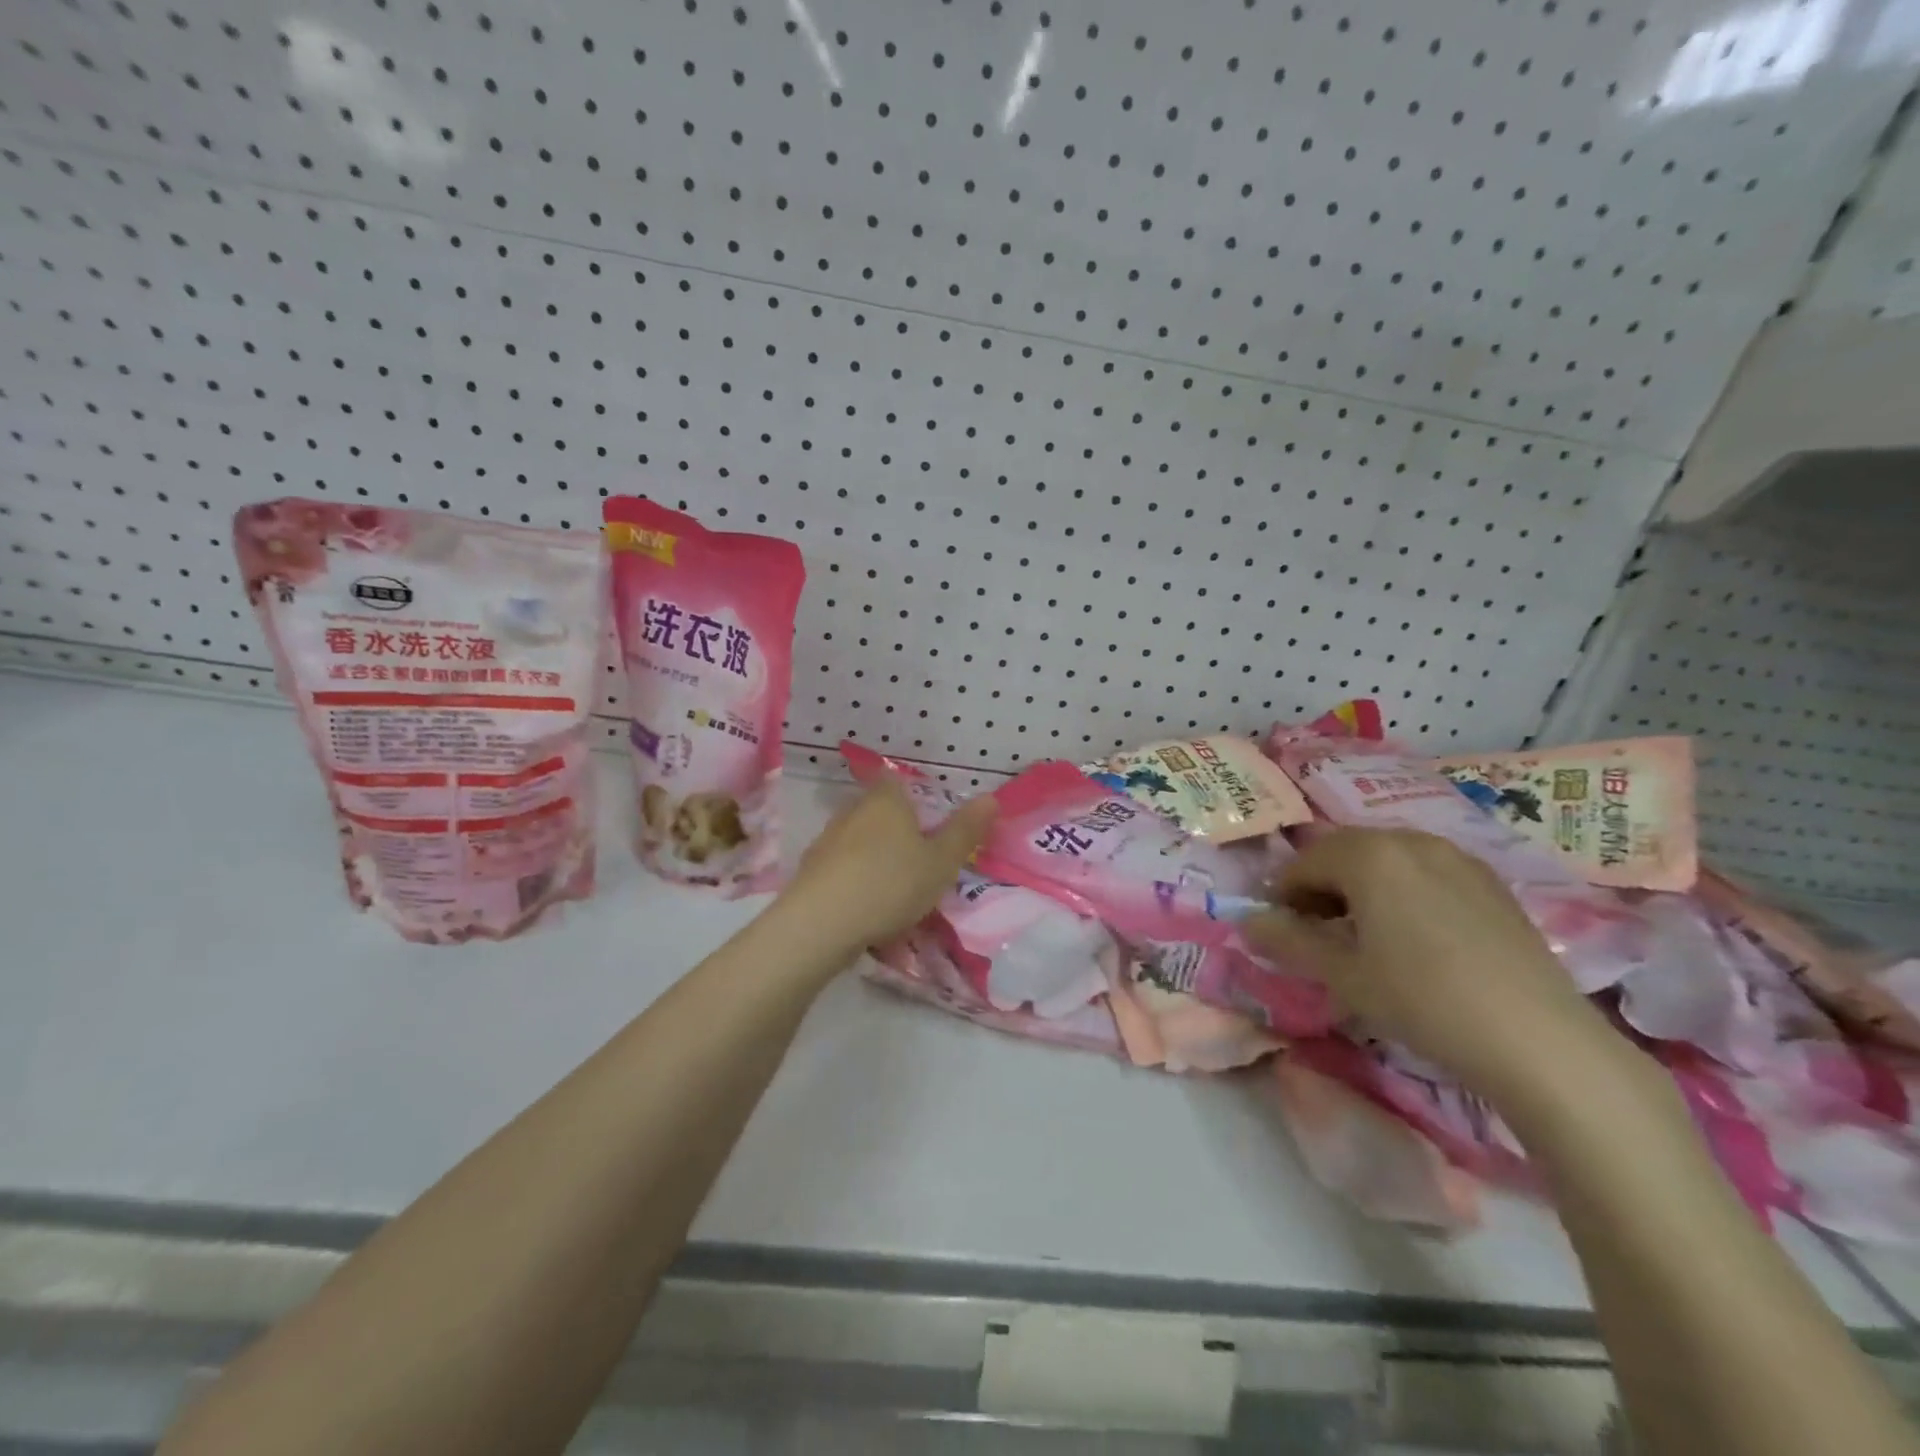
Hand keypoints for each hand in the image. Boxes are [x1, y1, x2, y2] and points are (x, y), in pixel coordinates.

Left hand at [777, 777, 996, 955]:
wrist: (821, 923)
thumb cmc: (891, 883)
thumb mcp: (941, 862)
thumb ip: (965, 831)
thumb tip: (991, 797)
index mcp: (886, 799)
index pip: (896, 779)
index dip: (912, 794)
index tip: (927, 818)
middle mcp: (853, 810)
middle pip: (877, 810)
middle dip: (896, 829)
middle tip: (919, 858)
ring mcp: (827, 839)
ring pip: (858, 840)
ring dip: (874, 856)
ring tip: (895, 888)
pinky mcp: (810, 870)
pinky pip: (842, 867)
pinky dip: (855, 879)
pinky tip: (866, 906)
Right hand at [1244, 828, 1617, 1100]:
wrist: (1539, 1041)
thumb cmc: (1422, 1000)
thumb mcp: (1342, 976)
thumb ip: (1288, 941)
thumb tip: (1248, 922)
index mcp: (1370, 855)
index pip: (1304, 861)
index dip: (1282, 893)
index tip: (1279, 928)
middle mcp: (1411, 841)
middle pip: (1345, 851)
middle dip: (1321, 885)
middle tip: (1316, 930)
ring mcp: (1457, 858)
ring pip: (1387, 859)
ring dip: (1360, 886)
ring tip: (1363, 934)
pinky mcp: (1491, 882)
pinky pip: (1426, 871)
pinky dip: (1402, 890)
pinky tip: (1413, 936)